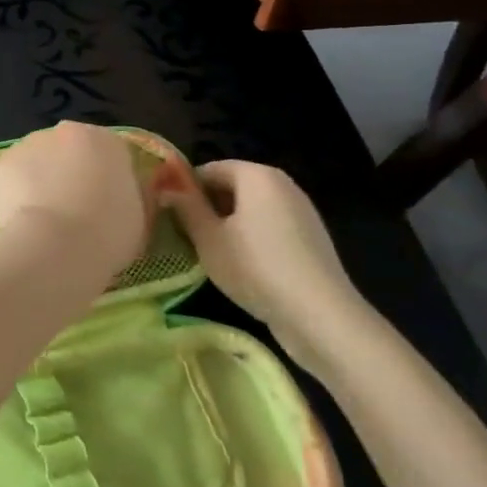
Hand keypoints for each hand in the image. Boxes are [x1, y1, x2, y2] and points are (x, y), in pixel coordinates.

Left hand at [0, 123, 150, 275]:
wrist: (56, 244)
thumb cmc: (108, 233)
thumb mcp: (140, 215)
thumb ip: (132, 193)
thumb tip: (124, 189)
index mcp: (107, 140)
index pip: (110, 154)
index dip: (107, 180)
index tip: (105, 206)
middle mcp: (68, 131)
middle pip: (71, 151)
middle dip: (71, 173)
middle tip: (74, 211)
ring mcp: (32, 142)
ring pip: (40, 160)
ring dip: (43, 178)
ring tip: (46, 217)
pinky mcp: (5, 161)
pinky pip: (15, 175)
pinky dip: (18, 190)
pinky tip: (24, 216)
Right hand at [161, 160, 371, 373]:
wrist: (321, 316)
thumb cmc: (256, 267)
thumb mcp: (208, 238)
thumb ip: (185, 206)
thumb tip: (166, 186)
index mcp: (256, 174)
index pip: (208, 169)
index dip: (185, 190)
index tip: (171, 216)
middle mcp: (282, 184)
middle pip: (232, 186)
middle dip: (208, 207)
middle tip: (188, 236)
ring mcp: (302, 211)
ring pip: (251, 208)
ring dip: (229, 224)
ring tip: (213, 254)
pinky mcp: (312, 238)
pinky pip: (271, 226)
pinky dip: (253, 238)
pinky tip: (245, 266)